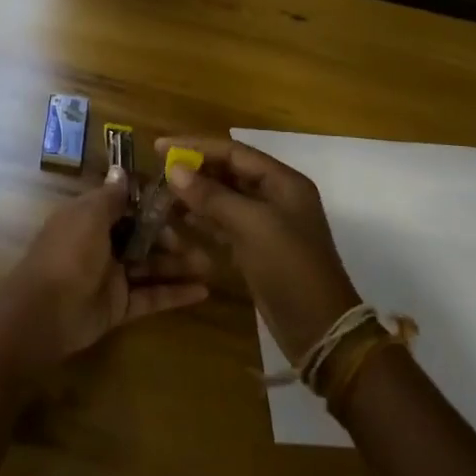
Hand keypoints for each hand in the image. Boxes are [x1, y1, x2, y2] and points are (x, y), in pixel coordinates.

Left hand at [0, 168, 211, 367]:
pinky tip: (203, 292)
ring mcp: (111, 277)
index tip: (182, 202)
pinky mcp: (120, 307)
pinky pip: (152, 297)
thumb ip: (111, 196)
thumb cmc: (69, 253)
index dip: (152, 204)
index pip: (126, 206)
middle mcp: (101, 244)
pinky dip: (176, 294)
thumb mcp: (89, 215)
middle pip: (142, 237)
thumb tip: (120, 168)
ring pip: (151, 266)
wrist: (46, 311)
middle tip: (202, 238)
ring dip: (179, 265)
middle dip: (171, 237)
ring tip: (211, 264)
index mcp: (90, 218)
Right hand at [156, 136, 360, 364]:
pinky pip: (224, 223)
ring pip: (223, 198)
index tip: (159, 147)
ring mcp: (266, 223)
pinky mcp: (256, 247)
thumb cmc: (289, 267)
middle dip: (194, 170)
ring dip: (194, 194)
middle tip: (157, 170)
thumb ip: (211, 195)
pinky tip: (177, 220)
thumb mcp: (251, 225)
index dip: (196, 146)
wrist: (318, 328)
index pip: (234, 152)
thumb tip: (174, 169)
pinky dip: (201, 219)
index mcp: (283, 182)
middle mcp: (276, 196)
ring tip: (161, 193)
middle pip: (228, 172)